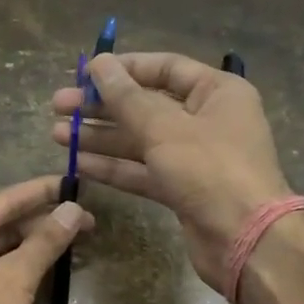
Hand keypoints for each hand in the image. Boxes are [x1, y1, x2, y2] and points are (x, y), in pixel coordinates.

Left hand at [0, 177, 94, 303]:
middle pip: (0, 226)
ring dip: (32, 249)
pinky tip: (47, 272)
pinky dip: (19, 273)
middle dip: (41, 224)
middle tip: (85, 221)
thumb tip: (72, 210)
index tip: (73, 182)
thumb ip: (44, 243)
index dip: (41, 192)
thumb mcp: (13, 278)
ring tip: (73, 242)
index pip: (3, 201)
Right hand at [52, 52, 291, 289]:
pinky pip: (142, 170)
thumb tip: (99, 64)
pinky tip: (78, 164)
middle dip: (102, 106)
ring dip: (100, 137)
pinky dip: (113, 167)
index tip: (83, 75)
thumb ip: (127, 97)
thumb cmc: (210, 170)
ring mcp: (193, 157)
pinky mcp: (181, 189)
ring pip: (139, 140)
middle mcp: (206, 119)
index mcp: (216, 92)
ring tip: (58, 135)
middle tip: (59, 106)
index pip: (164, 68)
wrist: (245, 239)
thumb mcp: (164, 128)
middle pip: (146, 105)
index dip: (122, 69)